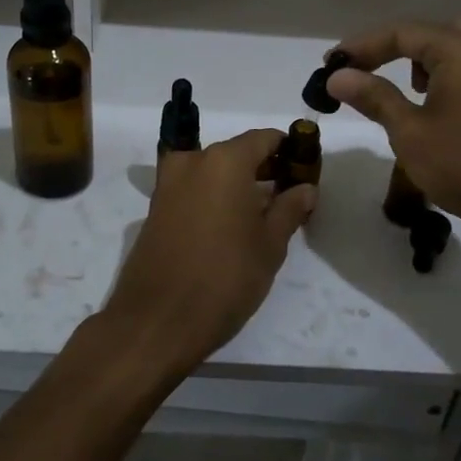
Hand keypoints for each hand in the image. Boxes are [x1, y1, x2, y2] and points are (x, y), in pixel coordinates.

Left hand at [98, 129, 315, 380]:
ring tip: (263, 216)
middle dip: (263, 169)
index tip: (305, 170)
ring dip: (238, 185)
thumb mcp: (269, 245)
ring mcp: (168, 184)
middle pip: (236, 153)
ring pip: (213, 172)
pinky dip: (215, 197)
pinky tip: (231, 227)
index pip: (264, 138)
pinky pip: (194, 190)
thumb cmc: (224, 278)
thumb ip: (290, 209)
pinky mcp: (155, 208)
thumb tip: (305, 188)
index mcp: (224, 161)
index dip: (288, 151)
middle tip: (288, 197)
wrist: (156, 321)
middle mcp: (192, 162)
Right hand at [327, 21, 460, 243]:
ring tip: (385, 84)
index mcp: (460, 52)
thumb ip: (374, 97)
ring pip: (445, 49)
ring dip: (411, 59)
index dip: (361, 46)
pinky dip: (434, 74)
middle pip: (424, 34)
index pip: (401, 33)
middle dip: (386, 48)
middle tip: (355, 69)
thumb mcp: (409, 132)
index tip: (329, 64)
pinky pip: (460, 68)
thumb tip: (337, 76)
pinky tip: (422, 101)